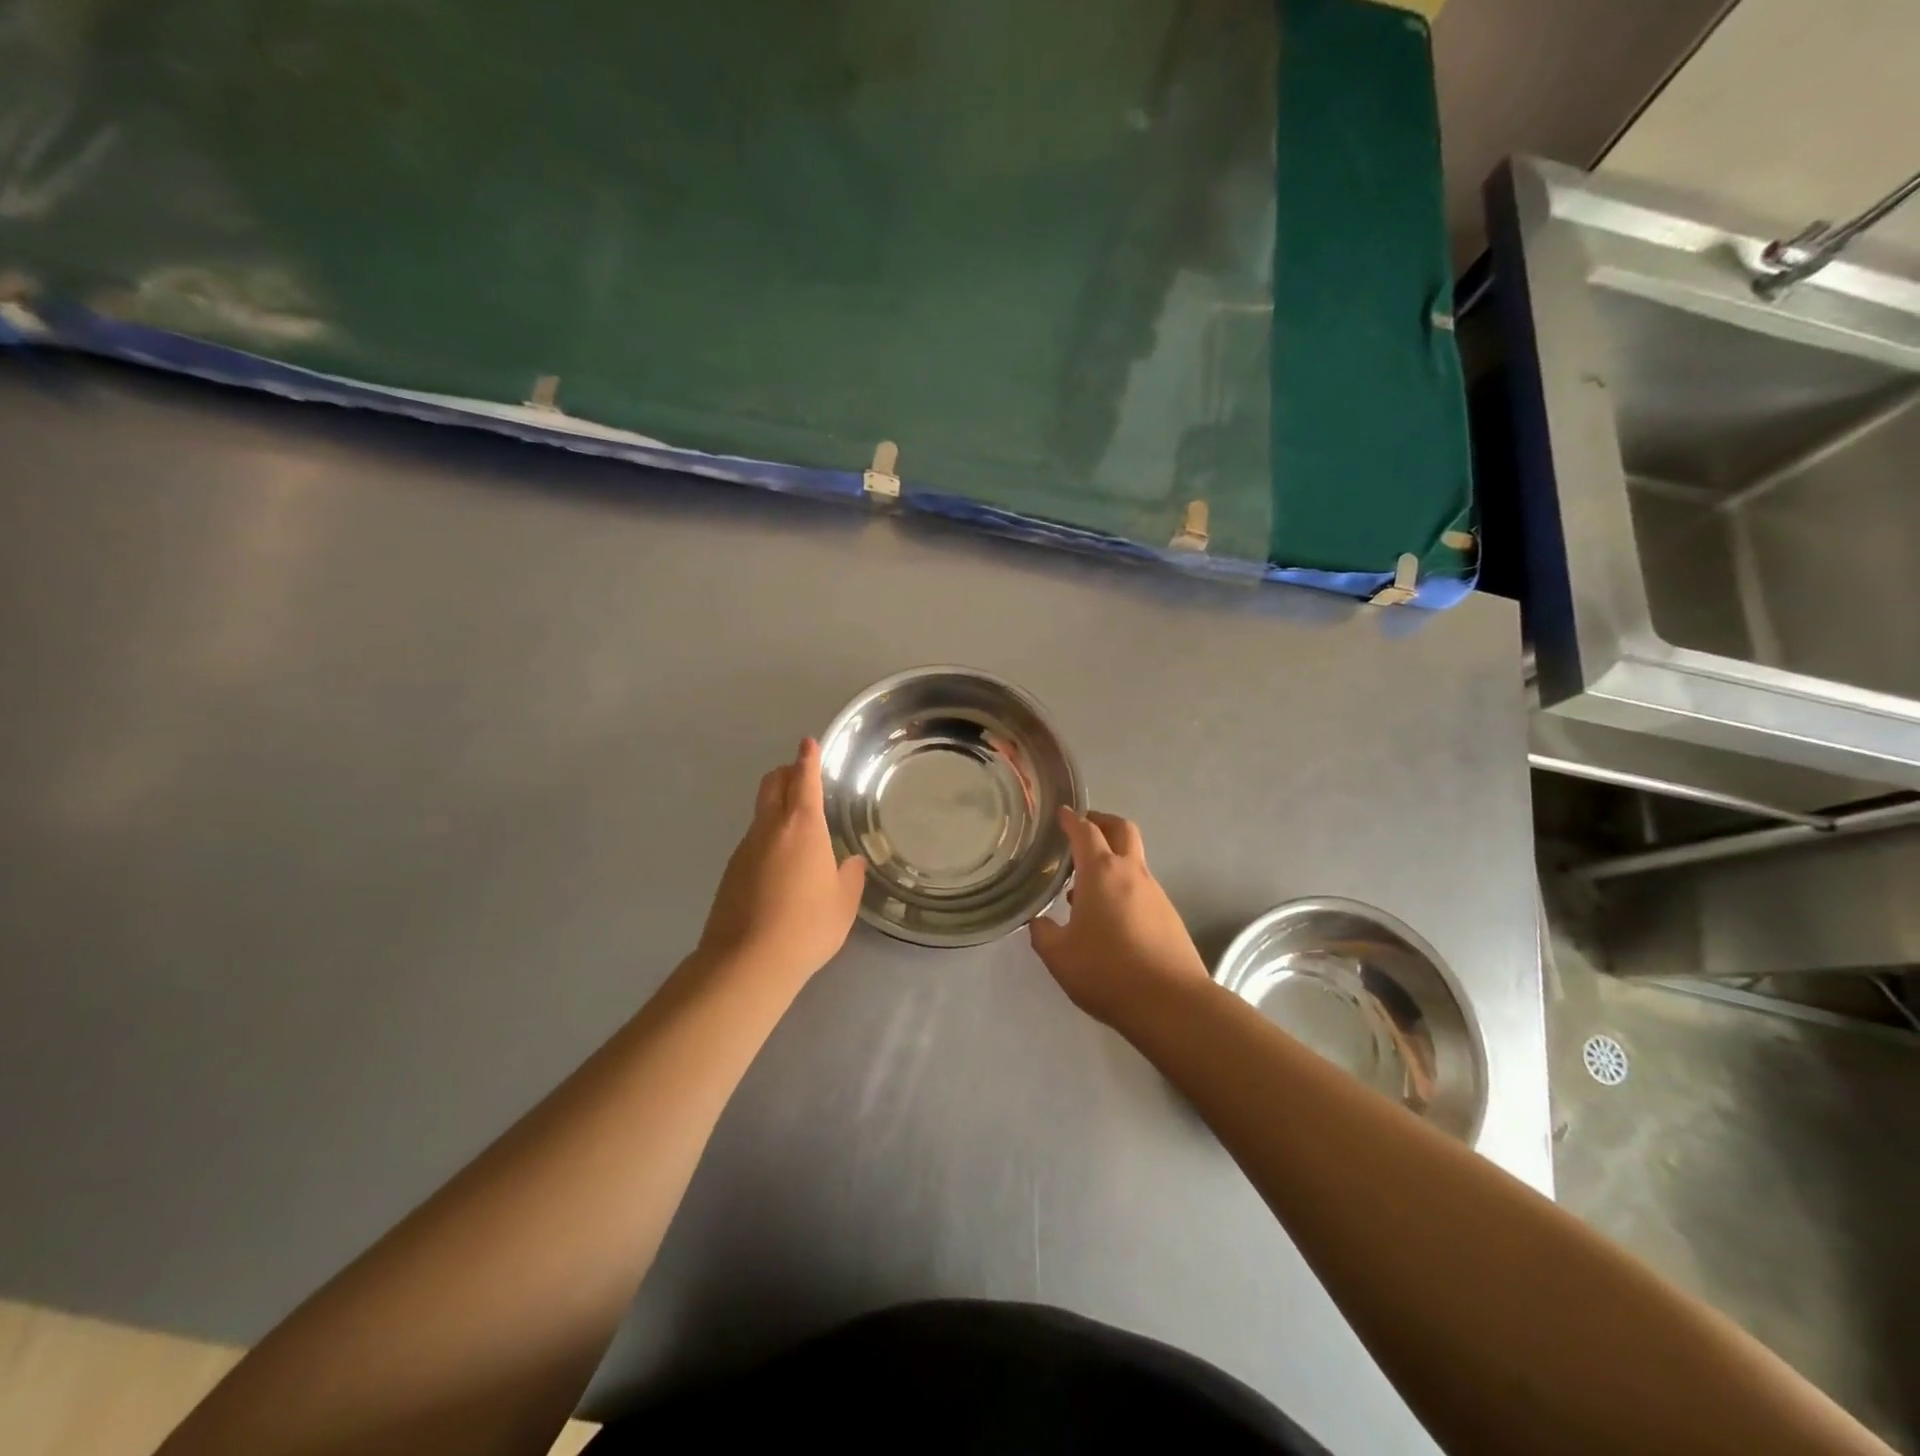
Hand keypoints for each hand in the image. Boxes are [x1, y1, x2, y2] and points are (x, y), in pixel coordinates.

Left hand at [697, 739, 867, 988]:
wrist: (748, 961)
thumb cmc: (807, 926)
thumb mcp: (843, 903)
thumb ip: (850, 877)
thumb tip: (850, 863)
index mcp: (803, 827)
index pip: (804, 779)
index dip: (807, 758)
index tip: (808, 743)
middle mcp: (770, 828)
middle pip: (772, 784)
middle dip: (786, 773)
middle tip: (801, 776)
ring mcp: (745, 848)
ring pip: (760, 813)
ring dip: (776, 807)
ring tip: (797, 829)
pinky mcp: (731, 871)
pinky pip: (753, 840)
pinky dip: (767, 837)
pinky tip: (780, 866)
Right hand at [1029, 808, 1210, 1029]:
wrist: (1171, 1003)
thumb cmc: (1107, 971)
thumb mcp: (1059, 955)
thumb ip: (1043, 932)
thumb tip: (1039, 921)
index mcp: (1101, 872)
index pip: (1085, 831)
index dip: (1071, 819)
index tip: (1061, 813)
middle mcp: (1131, 873)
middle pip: (1121, 830)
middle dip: (1102, 822)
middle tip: (1083, 829)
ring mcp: (1155, 893)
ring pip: (1133, 861)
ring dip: (1112, 859)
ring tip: (1086, 885)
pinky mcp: (1169, 916)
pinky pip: (1141, 888)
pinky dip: (1123, 887)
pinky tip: (1109, 917)